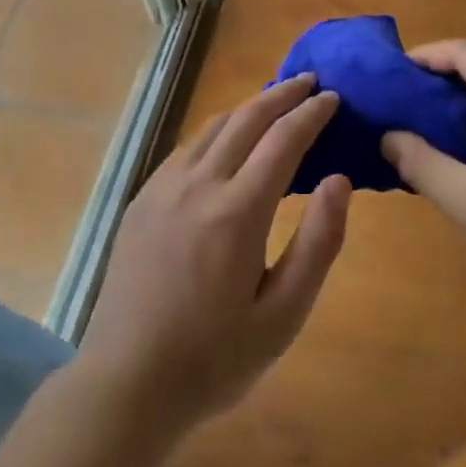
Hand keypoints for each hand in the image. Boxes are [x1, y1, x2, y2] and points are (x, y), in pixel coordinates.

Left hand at [78, 74, 349, 438]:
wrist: (126, 384)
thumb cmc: (214, 358)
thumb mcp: (283, 316)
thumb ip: (318, 244)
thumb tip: (339, 180)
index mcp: (236, 212)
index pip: (283, 140)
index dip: (311, 114)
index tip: (333, 98)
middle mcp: (198, 185)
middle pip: (246, 119)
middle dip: (282, 94)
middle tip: (310, 82)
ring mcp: (163, 188)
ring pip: (213, 127)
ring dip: (248, 108)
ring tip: (274, 101)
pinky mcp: (141, 200)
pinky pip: (187, 148)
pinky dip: (217, 130)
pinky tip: (226, 140)